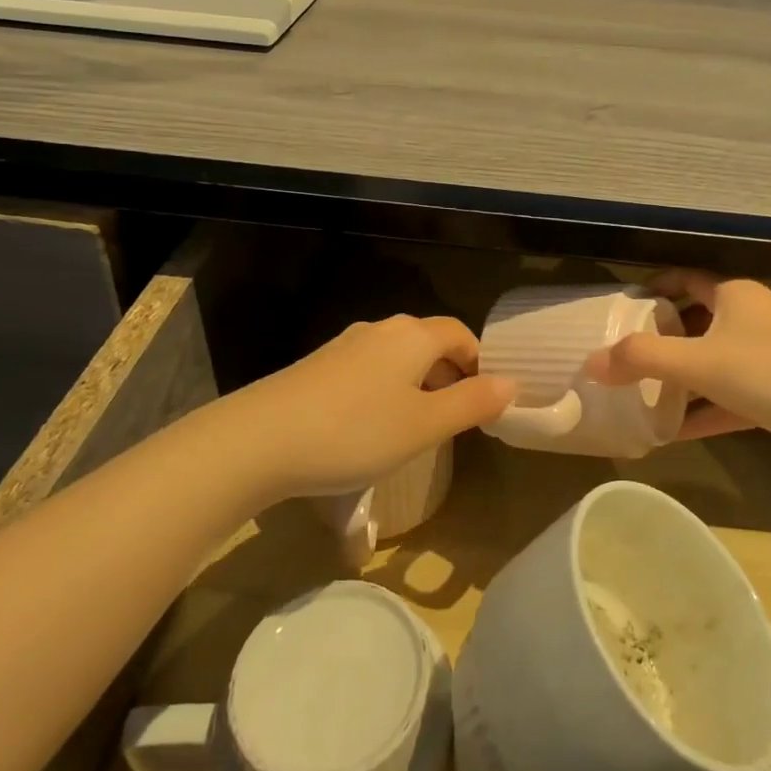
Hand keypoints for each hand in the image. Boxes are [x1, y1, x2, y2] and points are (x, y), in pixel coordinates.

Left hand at [224, 315, 515, 499]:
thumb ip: (472, 403)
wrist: (258, 439)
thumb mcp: (424, 426)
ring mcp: (344, 345)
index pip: (461, 334)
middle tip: (454, 418)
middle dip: (449, 374)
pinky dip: (383, 390)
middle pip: (429, 342)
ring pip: (396, 357)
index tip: (484, 401)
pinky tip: (369, 426)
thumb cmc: (355, 432)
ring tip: (415, 426)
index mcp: (413, 336)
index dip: (479, 363)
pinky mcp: (317, 365)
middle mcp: (380, 330)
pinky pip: (367, 369)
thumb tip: (511, 383)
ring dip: (416, 384)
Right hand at [585, 272, 770, 445]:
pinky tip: (666, 433)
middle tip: (617, 357)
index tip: (618, 308)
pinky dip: (698, 413)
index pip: (684, 280)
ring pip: (709, 365)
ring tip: (632, 395)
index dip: (652, 288)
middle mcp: (749, 321)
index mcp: (733, 296)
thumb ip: (642, 359)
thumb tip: (590, 363)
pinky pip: (724, 401)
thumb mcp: (699, 359)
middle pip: (693, 323)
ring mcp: (764, 362)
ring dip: (676, 380)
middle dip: (658, 339)